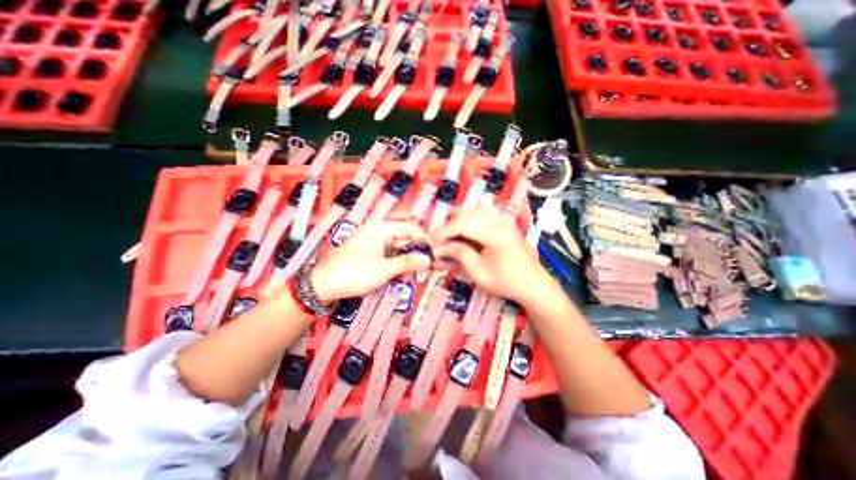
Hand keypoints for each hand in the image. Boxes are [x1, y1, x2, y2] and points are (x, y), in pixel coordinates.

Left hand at [309, 219, 431, 301]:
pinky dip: (396, 267)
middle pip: (405, 240)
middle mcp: (380, 233)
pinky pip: (390, 258)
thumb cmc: (355, 273)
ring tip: (406, 279)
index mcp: (382, 229)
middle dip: (414, 256)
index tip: (435, 253)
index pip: (411, 228)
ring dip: (405, 264)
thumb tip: (428, 259)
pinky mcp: (372, 255)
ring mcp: (375, 244)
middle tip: (422, 270)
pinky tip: (397, 279)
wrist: (324, 286)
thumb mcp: (385, 269)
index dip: (424, 239)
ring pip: (399, 251)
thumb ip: (408, 262)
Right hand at [433, 204, 550, 303]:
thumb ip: (459, 254)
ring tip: (449, 238)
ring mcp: (504, 219)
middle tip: (439, 242)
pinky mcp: (505, 222)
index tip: (431, 243)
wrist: (534, 284)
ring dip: (458, 223)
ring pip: (473, 212)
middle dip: (449, 227)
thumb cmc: (507, 282)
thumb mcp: (479, 272)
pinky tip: (463, 234)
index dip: (443, 232)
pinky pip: (482, 215)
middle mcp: (500, 221)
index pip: (461, 224)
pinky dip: (469, 222)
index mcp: (495, 233)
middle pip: (466, 214)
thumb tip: (440, 247)